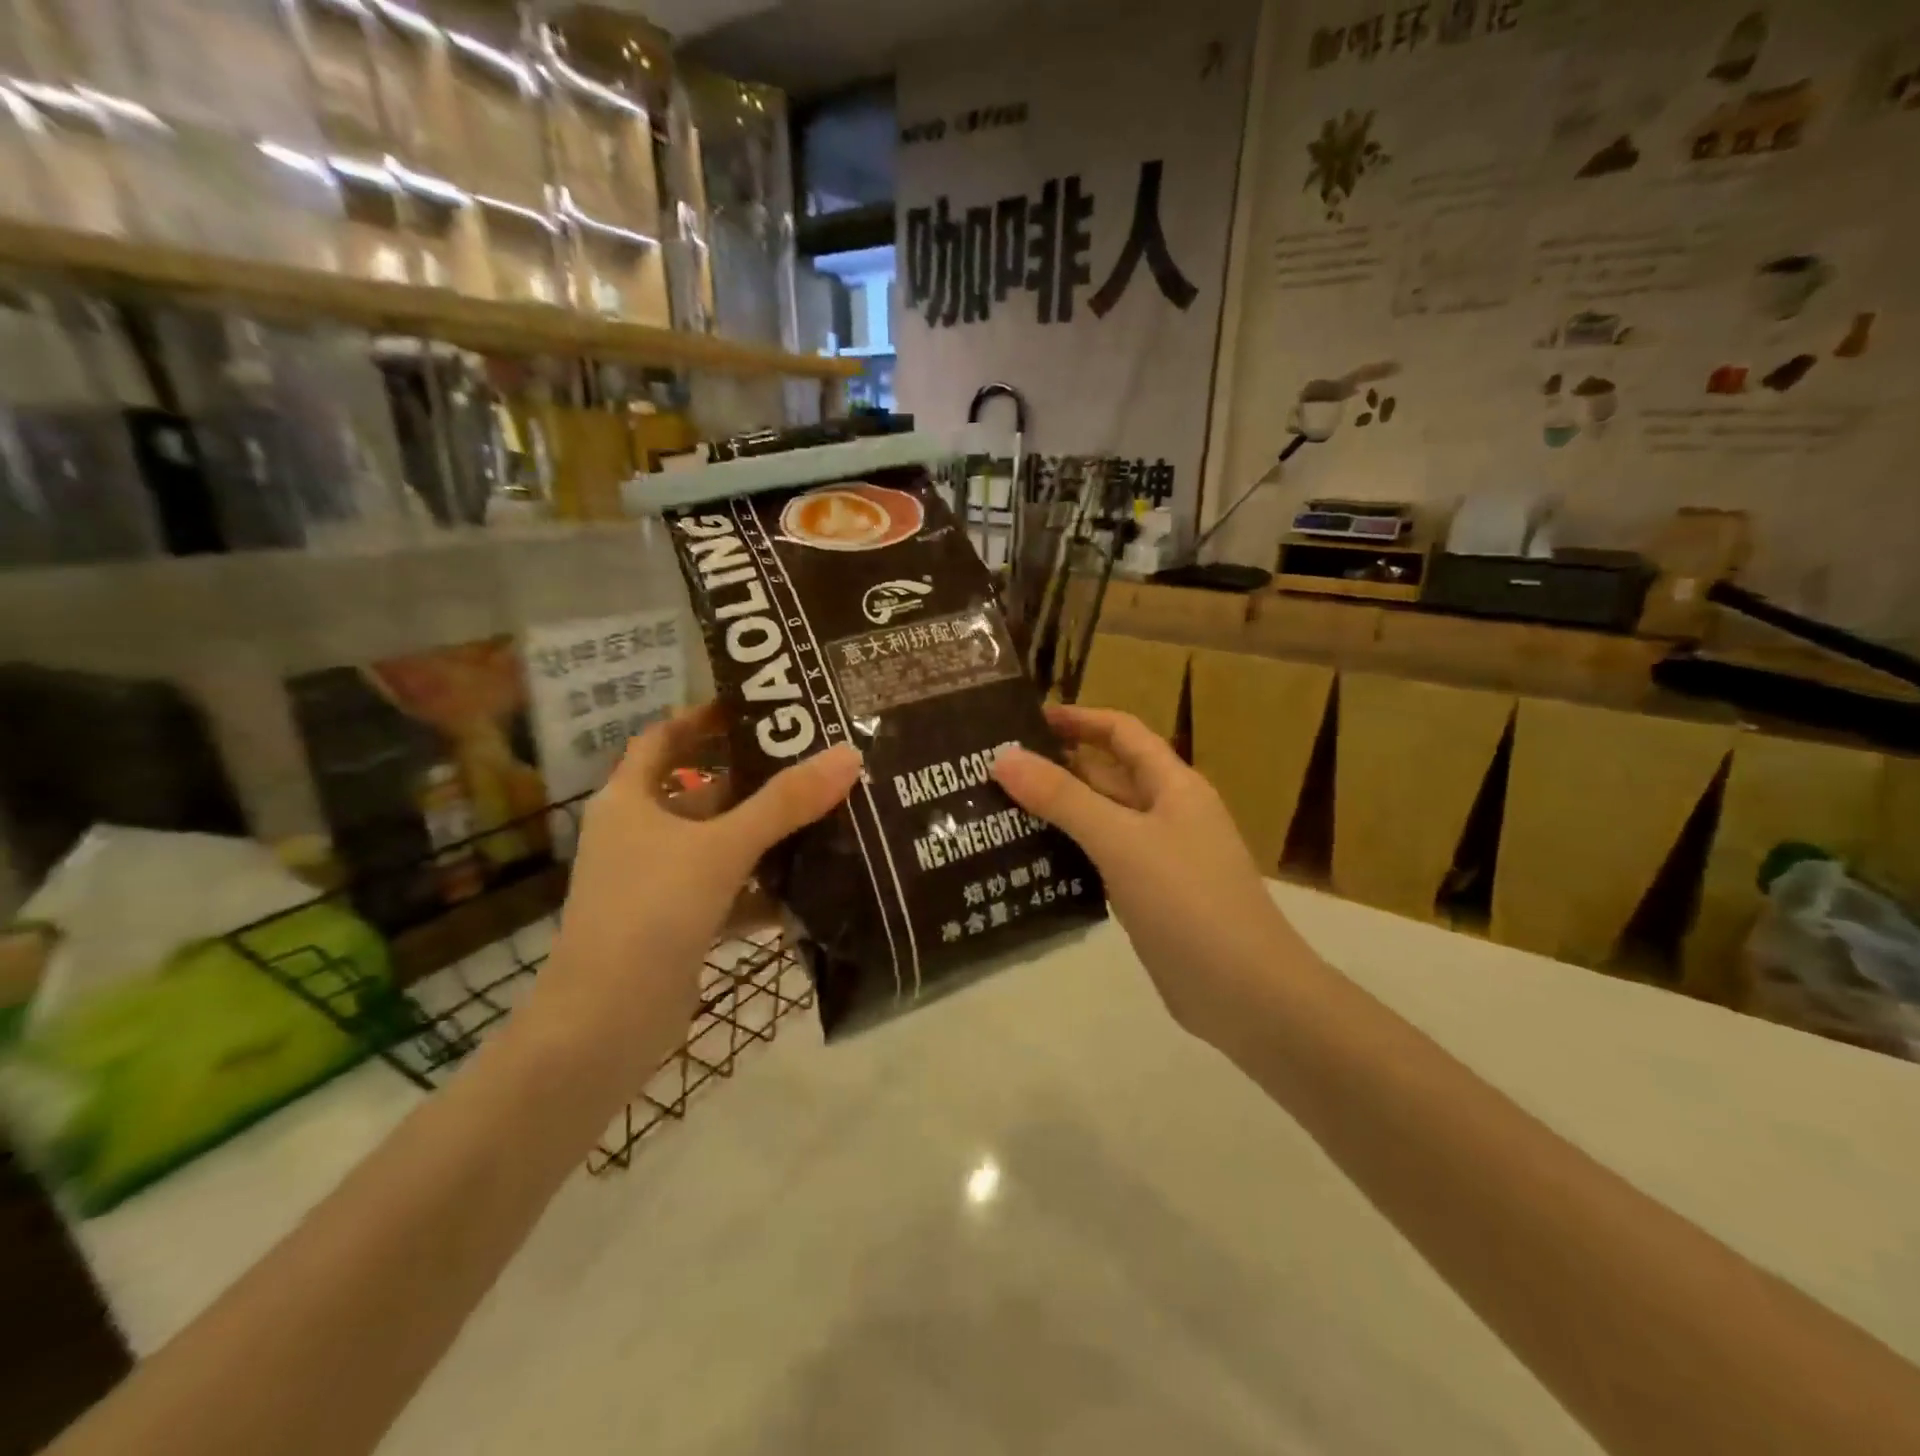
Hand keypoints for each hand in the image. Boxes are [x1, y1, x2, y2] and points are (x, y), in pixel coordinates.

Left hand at [533, 704, 861, 1082]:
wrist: (607, 1023)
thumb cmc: (652, 911)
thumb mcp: (722, 848)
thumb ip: (785, 803)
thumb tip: (847, 754)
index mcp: (631, 801)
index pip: (664, 739)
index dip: (703, 719)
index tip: (756, 708)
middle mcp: (640, 834)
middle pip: (703, 792)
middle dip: (755, 779)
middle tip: (814, 762)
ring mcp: (657, 882)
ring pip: (719, 844)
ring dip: (765, 835)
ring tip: (826, 815)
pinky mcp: (677, 924)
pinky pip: (727, 891)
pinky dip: (762, 888)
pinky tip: (810, 887)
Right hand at [991, 705, 1302, 1045]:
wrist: (1245, 994)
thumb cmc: (1188, 901)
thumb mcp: (1121, 841)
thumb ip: (1063, 798)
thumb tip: (1004, 756)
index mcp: (1172, 786)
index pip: (1123, 733)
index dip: (1080, 719)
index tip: (1027, 719)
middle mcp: (1167, 814)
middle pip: (1108, 776)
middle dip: (1058, 767)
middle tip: (996, 769)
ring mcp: (1159, 858)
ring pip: (1102, 821)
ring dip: (1059, 812)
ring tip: (999, 810)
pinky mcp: (1149, 897)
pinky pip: (1102, 861)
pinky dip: (1070, 854)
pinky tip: (1029, 861)